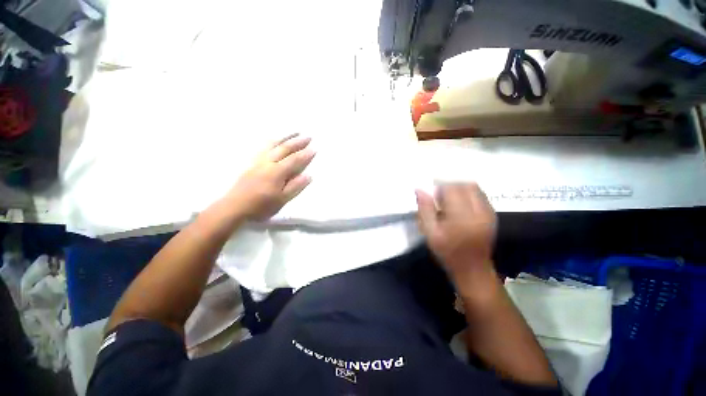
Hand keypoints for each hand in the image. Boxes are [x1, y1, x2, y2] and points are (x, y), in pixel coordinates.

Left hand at [223, 134, 314, 220]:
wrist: (234, 206)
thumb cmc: (261, 206)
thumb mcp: (281, 200)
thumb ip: (295, 187)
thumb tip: (308, 175)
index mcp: (277, 172)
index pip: (294, 160)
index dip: (305, 155)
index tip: (314, 149)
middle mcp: (268, 162)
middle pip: (284, 148)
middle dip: (297, 142)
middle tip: (308, 137)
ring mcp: (258, 161)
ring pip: (273, 144)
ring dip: (285, 137)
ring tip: (294, 132)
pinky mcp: (251, 162)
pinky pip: (263, 147)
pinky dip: (272, 141)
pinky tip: (274, 140)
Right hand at [416, 183, 496, 280]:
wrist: (473, 268)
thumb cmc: (447, 251)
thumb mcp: (430, 232)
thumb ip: (425, 209)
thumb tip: (420, 189)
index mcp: (461, 217)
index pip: (452, 188)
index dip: (439, 184)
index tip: (431, 188)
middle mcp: (478, 211)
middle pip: (464, 184)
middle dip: (449, 184)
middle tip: (439, 193)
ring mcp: (488, 211)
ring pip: (473, 187)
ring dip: (459, 186)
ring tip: (448, 197)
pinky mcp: (492, 213)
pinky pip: (479, 193)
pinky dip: (467, 192)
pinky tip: (459, 202)